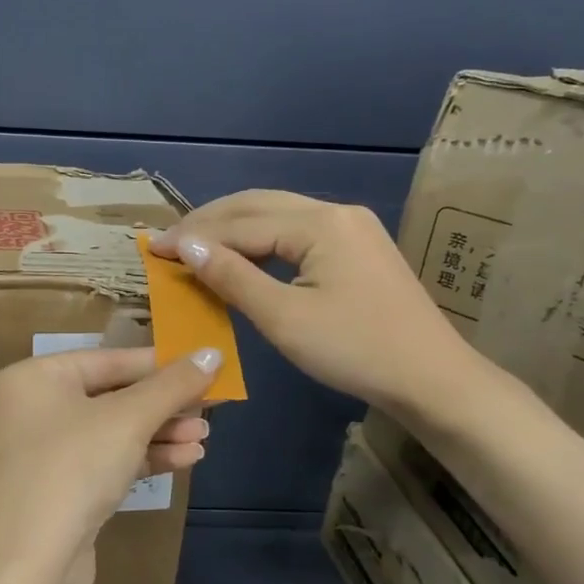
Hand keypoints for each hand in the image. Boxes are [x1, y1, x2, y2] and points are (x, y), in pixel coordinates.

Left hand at [0, 346, 220, 583]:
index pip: (107, 360)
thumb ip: (172, 385)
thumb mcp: (128, 419)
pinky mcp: (61, 489)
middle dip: (163, 404)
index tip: (203, 365)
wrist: (30, 564)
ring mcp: (45, 452)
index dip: (159, 363)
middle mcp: (33, 409)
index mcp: (34, 378)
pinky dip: (144, 458)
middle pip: (112, 395)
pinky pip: (108, 461)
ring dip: (160, 432)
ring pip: (113, 431)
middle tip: (212, 404)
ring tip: (205, 437)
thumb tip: (213, 352)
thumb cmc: (73, 468)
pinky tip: (187, 459)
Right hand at [150, 191, 472, 417]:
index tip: (152, 248)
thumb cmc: (354, 351)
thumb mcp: (283, 318)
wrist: (432, 378)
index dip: (193, 236)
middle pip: (259, 205)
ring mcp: (352, 227)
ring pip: (279, 214)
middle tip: (170, 241)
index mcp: (320, 224)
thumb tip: (186, 245)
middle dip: (210, 221)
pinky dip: (262, 239)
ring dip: (234, 227)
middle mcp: (336, 212)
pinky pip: (297, 231)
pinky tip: (243, 253)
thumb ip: (232, 276)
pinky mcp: (359, 246)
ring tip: (196, 244)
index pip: (241, 223)